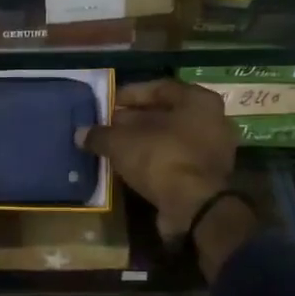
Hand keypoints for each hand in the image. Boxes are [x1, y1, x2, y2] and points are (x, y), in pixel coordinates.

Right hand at [77, 78, 237, 236]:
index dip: (129, 95)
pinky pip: (175, 160)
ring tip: (114, 147)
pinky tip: (130, 167)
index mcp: (198, 100)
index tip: (107, 104)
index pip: (159, 88)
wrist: (194, 207)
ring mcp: (213, 150)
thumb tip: (81, 133)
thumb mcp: (121, 143)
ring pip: (170, 139)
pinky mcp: (208, 176)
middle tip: (108, 126)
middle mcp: (212, 120)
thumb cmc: (161, 159)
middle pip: (166, 114)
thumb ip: (100, 135)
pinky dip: (154, 161)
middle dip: (134, 120)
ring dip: (143, 142)